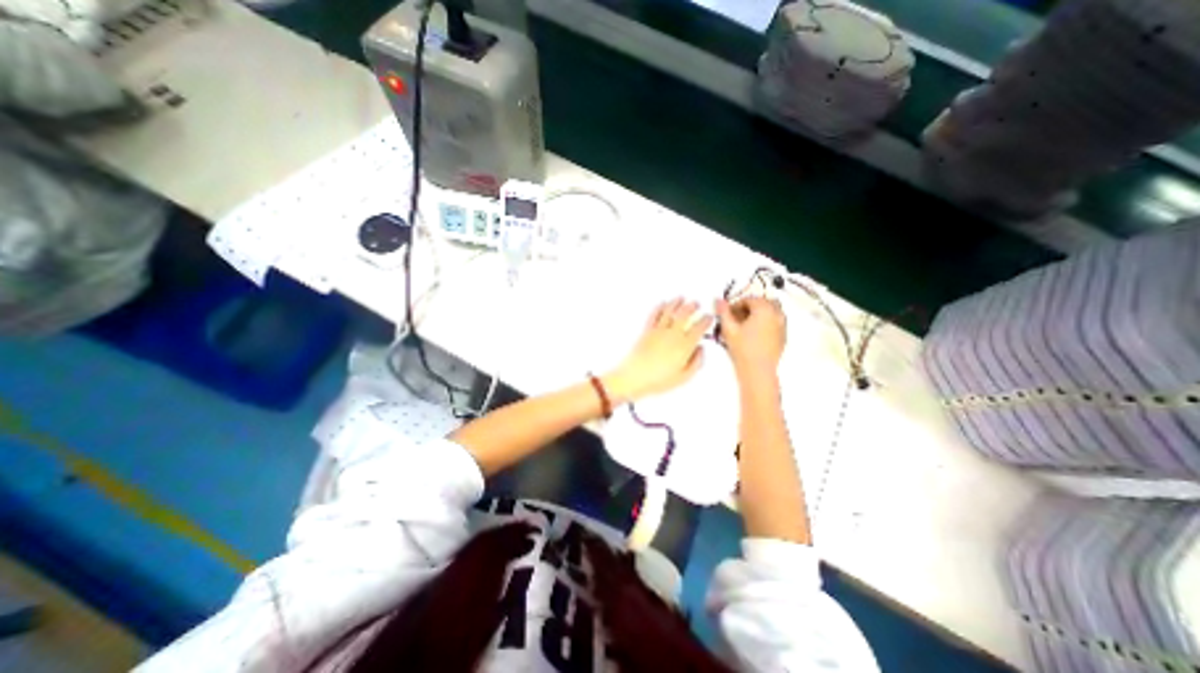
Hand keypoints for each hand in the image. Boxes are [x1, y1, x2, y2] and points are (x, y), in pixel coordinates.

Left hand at [605, 300, 715, 403]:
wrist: (634, 377)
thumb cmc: (659, 380)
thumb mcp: (684, 377)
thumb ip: (696, 362)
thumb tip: (700, 350)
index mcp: (684, 345)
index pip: (699, 327)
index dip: (706, 320)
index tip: (709, 317)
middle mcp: (673, 334)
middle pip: (685, 314)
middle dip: (692, 306)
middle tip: (696, 304)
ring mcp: (659, 331)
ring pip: (670, 311)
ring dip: (677, 302)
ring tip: (681, 298)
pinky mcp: (647, 330)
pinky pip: (654, 315)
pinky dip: (660, 307)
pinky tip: (663, 303)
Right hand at [716, 295, 782, 375]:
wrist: (758, 371)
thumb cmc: (742, 349)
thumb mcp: (729, 329)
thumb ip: (723, 312)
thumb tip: (718, 300)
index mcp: (765, 309)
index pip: (749, 299)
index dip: (735, 304)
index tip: (727, 314)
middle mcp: (777, 314)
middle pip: (762, 303)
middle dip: (748, 308)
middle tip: (735, 318)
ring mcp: (783, 325)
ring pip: (770, 312)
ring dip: (757, 314)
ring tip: (744, 326)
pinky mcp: (783, 336)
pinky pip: (774, 322)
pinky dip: (765, 323)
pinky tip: (753, 335)